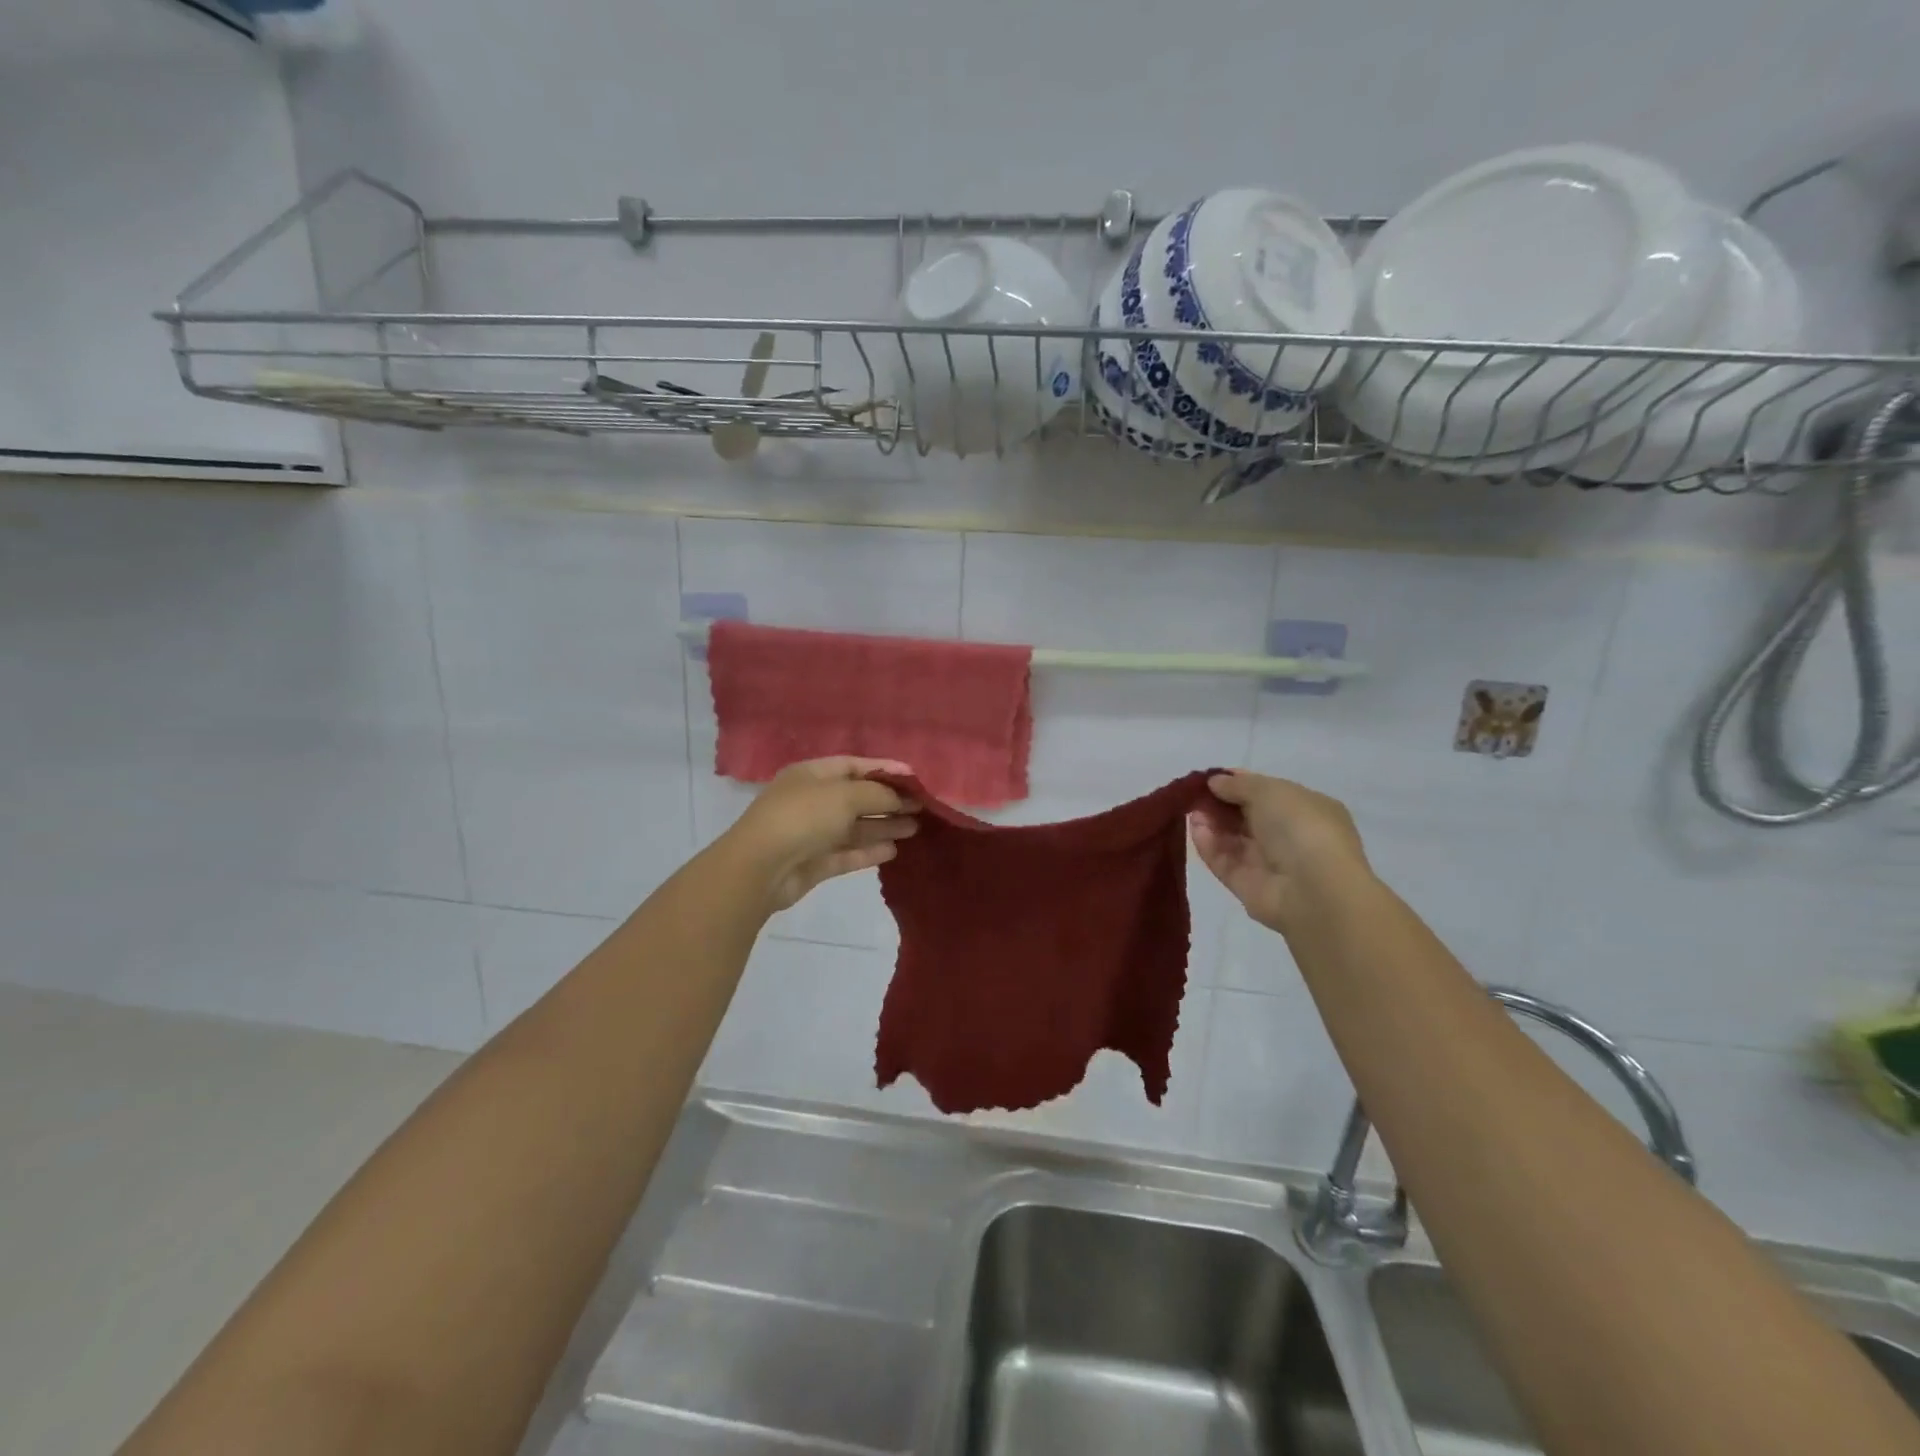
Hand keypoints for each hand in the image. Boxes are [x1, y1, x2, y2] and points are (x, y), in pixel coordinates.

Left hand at [721, 757, 920, 913]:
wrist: (760, 868)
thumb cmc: (803, 817)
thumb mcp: (845, 795)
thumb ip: (878, 792)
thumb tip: (900, 796)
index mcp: (812, 775)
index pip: (853, 765)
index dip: (884, 769)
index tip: (915, 777)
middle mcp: (812, 801)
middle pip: (857, 797)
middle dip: (888, 800)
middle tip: (921, 807)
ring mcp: (812, 834)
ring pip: (854, 827)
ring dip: (884, 825)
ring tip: (915, 828)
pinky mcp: (815, 863)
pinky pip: (847, 853)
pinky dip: (869, 851)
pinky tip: (894, 850)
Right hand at [1189, 770, 1371, 933]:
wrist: (1314, 890)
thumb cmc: (1300, 828)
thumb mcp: (1270, 790)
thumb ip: (1238, 784)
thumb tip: (1214, 781)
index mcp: (1306, 809)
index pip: (1266, 793)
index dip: (1238, 783)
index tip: (1211, 778)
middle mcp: (1288, 836)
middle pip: (1245, 816)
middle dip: (1220, 803)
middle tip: (1195, 794)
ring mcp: (1268, 863)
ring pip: (1232, 839)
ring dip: (1211, 822)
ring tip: (1192, 810)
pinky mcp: (1247, 886)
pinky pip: (1223, 861)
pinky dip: (1208, 845)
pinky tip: (1195, 829)